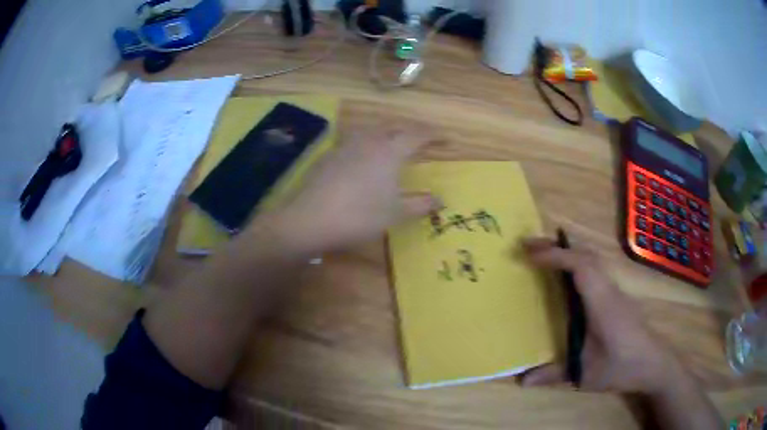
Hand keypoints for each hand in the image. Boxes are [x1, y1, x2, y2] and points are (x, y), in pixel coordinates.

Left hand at [276, 126, 441, 252]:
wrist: (309, 219)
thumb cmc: (359, 216)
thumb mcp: (395, 214)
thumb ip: (420, 204)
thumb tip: (440, 200)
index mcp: (390, 151)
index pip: (417, 135)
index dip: (433, 135)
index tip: (445, 138)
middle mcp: (368, 141)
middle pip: (393, 127)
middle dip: (409, 131)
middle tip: (419, 140)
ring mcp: (345, 145)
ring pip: (371, 131)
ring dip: (385, 134)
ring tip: (391, 145)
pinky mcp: (328, 155)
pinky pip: (353, 141)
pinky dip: (365, 144)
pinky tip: (361, 159)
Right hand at [520, 238, 678, 393]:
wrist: (653, 363)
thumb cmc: (621, 366)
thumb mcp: (586, 374)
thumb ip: (554, 374)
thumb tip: (521, 380)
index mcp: (603, 304)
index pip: (581, 267)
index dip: (556, 256)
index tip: (530, 254)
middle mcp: (609, 290)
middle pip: (586, 255)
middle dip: (557, 247)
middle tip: (529, 246)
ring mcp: (615, 290)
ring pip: (592, 259)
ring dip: (568, 252)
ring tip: (543, 256)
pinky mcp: (617, 296)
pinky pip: (595, 269)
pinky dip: (577, 263)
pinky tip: (567, 276)